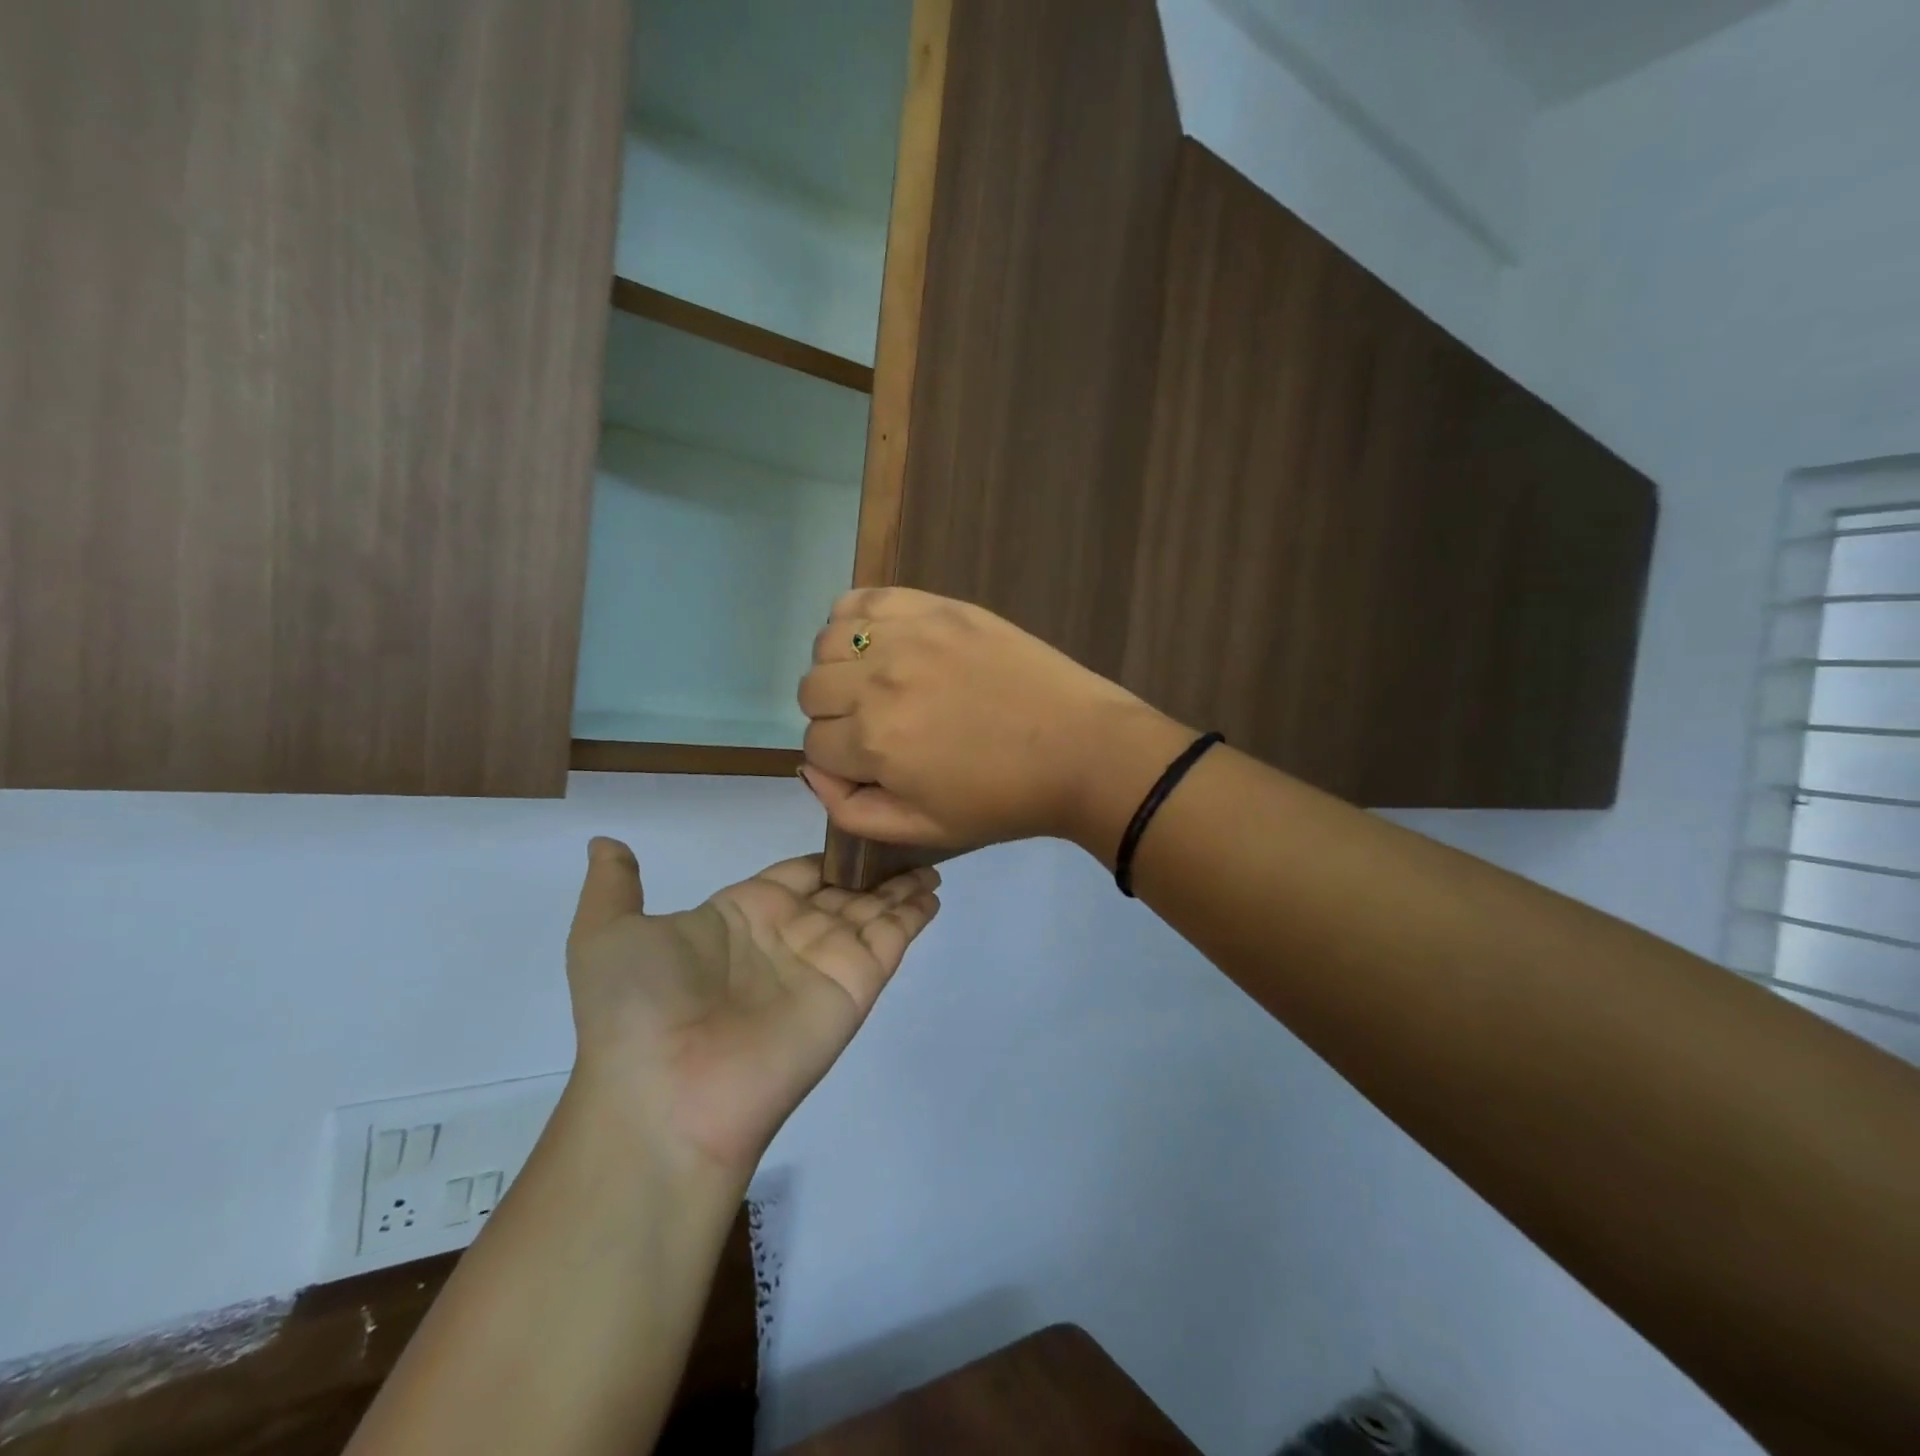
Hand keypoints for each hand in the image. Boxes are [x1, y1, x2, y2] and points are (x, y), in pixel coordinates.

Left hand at [564, 839, 939, 1180]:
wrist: (666, 1098)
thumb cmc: (637, 1009)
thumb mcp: (606, 934)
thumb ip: (615, 886)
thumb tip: (607, 841)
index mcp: (740, 916)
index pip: (796, 874)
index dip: (826, 854)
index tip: (858, 823)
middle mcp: (788, 936)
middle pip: (842, 890)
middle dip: (873, 867)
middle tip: (909, 834)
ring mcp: (824, 962)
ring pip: (872, 910)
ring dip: (901, 886)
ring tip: (932, 858)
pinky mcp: (855, 986)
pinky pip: (892, 939)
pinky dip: (915, 914)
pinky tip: (934, 890)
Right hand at [797, 589, 1193, 853]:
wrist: (1080, 750)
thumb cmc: (1003, 799)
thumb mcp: (922, 831)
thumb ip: (850, 809)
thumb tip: (810, 768)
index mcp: (873, 742)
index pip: (813, 743)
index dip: (840, 760)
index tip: (874, 763)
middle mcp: (877, 682)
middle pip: (811, 689)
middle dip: (835, 715)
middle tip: (881, 725)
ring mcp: (908, 635)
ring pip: (828, 642)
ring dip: (843, 667)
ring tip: (883, 681)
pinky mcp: (936, 606)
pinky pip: (863, 597)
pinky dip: (858, 618)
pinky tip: (886, 641)